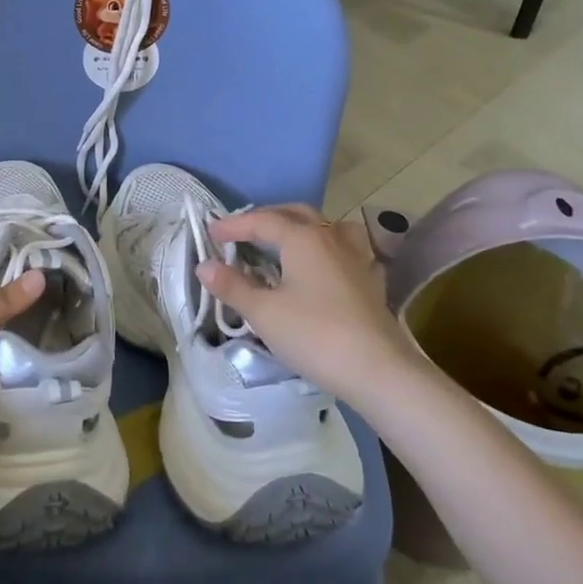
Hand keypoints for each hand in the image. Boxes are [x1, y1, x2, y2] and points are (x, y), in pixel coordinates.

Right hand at [197, 205, 422, 408]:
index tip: (211, 232)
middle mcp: (331, 237)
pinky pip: (347, 249)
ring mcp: (356, 257)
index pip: (262, 220)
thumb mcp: (264, 313)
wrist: (378, 370)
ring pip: (326, 226)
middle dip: (267, 218)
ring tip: (286, 240)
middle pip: (296, 214)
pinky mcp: (371, 280)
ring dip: (301, 227)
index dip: (234, 225)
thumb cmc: (315, 335)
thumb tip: (204, 265)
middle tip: (244, 232)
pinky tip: (326, 264)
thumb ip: (233, 286)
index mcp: (303, 238)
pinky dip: (328, 248)